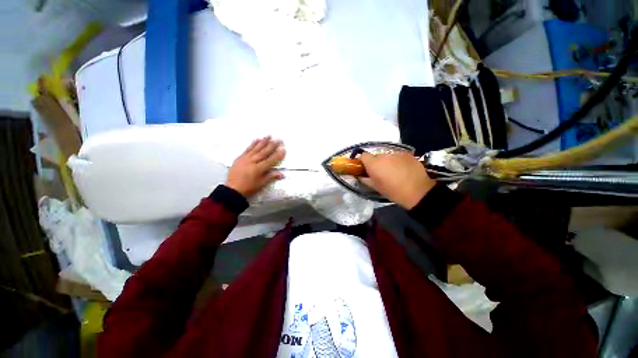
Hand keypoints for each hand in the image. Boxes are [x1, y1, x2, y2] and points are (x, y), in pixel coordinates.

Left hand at [226, 137, 285, 197]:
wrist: (232, 189)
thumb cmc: (249, 188)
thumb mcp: (261, 184)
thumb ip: (271, 177)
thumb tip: (282, 174)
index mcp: (259, 169)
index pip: (271, 160)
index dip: (278, 154)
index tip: (283, 149)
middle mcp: (252, 161)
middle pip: (264, 152)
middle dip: (272, 145)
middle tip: (279, 139)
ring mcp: (245, 158)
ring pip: (256, 148)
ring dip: (263, 142)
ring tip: (269, 136)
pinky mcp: (240, 158)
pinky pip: (247, 149)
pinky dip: (252, 144)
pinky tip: (257, 139)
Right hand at [359, 152, 434, 208]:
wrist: (418, 191)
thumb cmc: (393, 191)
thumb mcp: (375, 187)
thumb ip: (364, 179)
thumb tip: (359, 175)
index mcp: (374, 163)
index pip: (363, 155)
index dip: (363, 161)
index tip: (365, 168)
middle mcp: (384, 155)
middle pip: (375, 156)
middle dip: (376, 163)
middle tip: (381, 173)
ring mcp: (396, 153)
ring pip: (387, 155)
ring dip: (387, 162)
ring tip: (394, 172)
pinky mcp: (407, 154)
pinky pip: (397, 156)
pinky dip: (397, 161)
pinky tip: (403, 170)